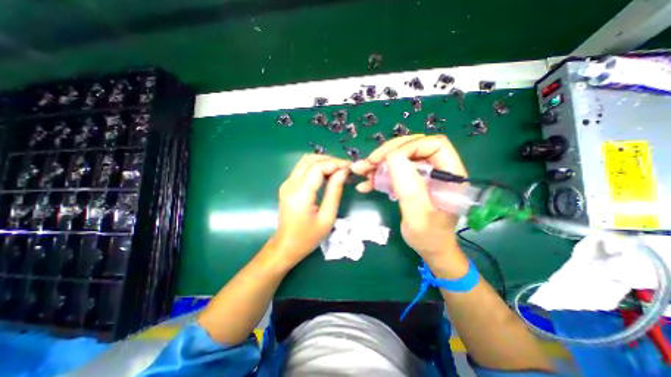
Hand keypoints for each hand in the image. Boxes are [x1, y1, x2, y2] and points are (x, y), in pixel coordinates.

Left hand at [273, 155, 350, 265]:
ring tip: (339, 170)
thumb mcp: (327, 217)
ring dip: (323, 161)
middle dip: (331, 160)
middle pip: (311, 160)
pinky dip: (317, 167)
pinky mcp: (287, 185)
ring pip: (306, 161)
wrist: (286, 246)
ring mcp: (287, 183)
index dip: (336, 163)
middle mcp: (290, 184)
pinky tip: (327, 174)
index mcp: (300, 194)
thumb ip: (335, 191)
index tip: (350, 167)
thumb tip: (343, 172)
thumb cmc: (308, 237)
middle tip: (346, 168)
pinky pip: (303, 168)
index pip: (318, 167)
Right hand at [352, 136, 468, 264]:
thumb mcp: (418, 216)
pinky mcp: (411, 181)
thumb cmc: (429, 237)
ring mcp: (423, 174)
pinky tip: (365, 184)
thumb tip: (393, 157)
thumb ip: (408, 188)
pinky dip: (378, 175)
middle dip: (388, 152)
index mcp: (449, 174)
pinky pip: (394, 171)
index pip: (433, 145)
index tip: (386, 160)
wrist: (429, 248)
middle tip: (368, 162)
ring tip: (360, 170)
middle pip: (413, 147)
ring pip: (400, 158)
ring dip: (378, 163)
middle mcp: (437, 169)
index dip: (409, 147)